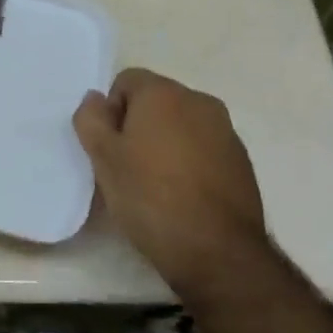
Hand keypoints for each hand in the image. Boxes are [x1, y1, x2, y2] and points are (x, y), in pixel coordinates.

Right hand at [73, 68, 267, 298]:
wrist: (217, 251)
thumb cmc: (150, 197)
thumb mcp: (103, 158)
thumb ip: (91, 119)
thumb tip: (95, 99)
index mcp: (164, 93)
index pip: (126, 80)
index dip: (111, 111)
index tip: (109, 147)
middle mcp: (200, 102)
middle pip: (156, 101)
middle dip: (137, 125)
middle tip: (125, 166)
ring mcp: (226, 132)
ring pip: (181, 126)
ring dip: (164, 144)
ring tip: (154, 185)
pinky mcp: (241, 161)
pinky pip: (203, 148)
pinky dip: (188, 162)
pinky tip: (181, 196)